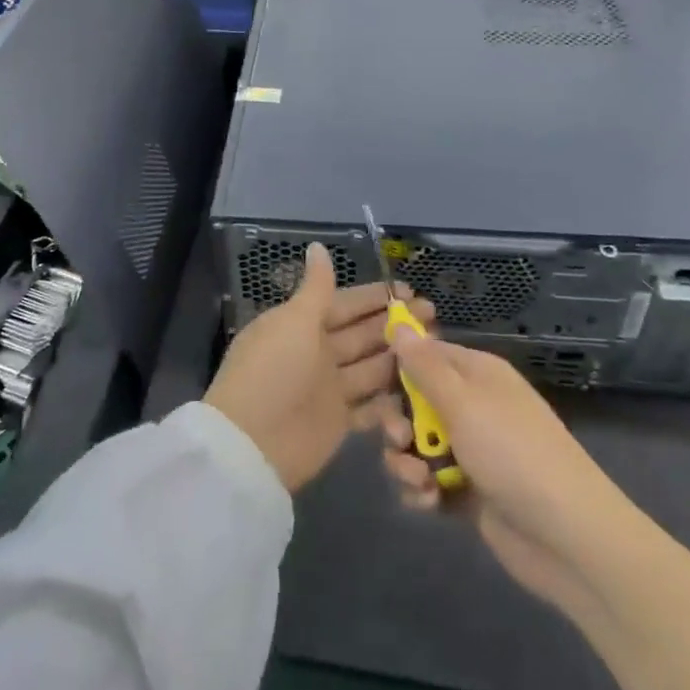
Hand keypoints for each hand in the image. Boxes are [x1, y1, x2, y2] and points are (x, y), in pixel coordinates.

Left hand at [205, 243, 435, 492]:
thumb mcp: (294, 320)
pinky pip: (371, 405)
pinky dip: (391, 398)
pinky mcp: (339, 422)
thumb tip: (318, 246)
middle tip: (432, 315)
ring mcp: (328, 388)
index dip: (374, 297)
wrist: (253, 442)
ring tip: (435, 346)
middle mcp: (316, 352)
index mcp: (301, 324)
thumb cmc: (274, 370)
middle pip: (361, 334)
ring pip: (370, 367)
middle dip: (394, 323)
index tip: (409, 290)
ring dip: (398, 357)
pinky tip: (420, 387)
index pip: (344, 303)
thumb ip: (316, 287)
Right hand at [380, 337, 619, 601]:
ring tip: (417, 481)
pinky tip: (427, 502)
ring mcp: (472, 449)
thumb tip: (399, 325)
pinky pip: (428, 479)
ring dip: (406, 461)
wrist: (568, 538)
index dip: (395, 367)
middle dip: (397, 421)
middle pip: (414, 401)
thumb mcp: (464, 402)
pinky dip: (422, 489)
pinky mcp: (468, 489)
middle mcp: (473, 405)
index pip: (425, 355)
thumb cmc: (513, 453)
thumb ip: (424, 366)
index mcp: (477, 374)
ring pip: (417, 443)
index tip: (369, 382)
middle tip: (398, 439)